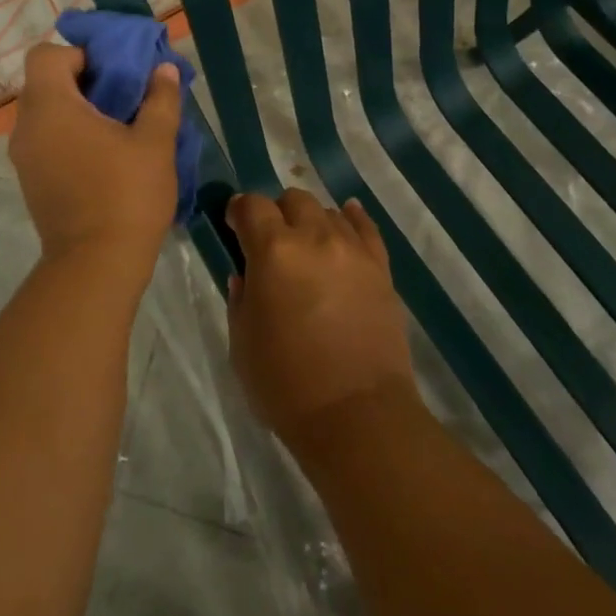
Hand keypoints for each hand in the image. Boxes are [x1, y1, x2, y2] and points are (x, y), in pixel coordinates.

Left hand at [8, 42, 182, 272]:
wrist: (96, 266)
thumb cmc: (126, 195)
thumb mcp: (155, 141)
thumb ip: (160, 98)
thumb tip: (162, 69)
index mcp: (50, 107)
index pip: (45, 55)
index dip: (79, 54)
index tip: (112, 72)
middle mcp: (26, 127)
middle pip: (45, 82)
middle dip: (83, 81)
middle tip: (122, 97)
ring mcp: (24, 157)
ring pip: (45, 113)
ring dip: (76, 110)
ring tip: (117, 127)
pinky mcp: (30, 181)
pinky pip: (45, 140)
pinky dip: (68, 135)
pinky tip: (103, 156)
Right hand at [226, 190, 418, 453]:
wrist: (357, 416)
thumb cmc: (286, 384)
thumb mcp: (242, 343)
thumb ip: (241, 299)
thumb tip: (246, 276)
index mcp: (273, 251)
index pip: (251, 205)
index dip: (239, 210)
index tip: (234, 224)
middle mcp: (314, 237)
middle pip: (293, 199)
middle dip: (277, 213)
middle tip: (272, 242)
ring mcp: (352, 250)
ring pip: (328, 211)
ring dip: (311, 222)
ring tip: (308, 247)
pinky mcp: (380, 269)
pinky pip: (366, 228)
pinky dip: (352, 219)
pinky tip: (346, 218)